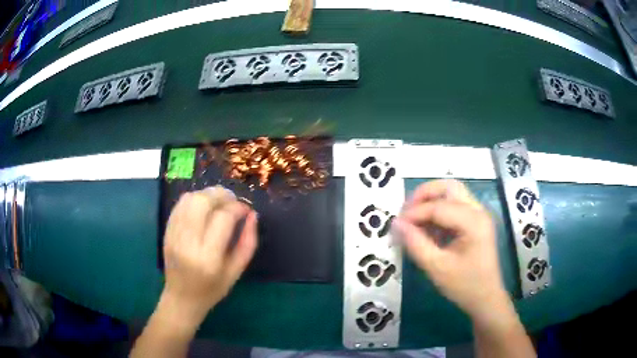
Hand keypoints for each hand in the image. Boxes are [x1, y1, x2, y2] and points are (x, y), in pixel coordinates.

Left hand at [161, 186, 257, 326]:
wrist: (181, 298)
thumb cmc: (212, 289)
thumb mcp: (236, 272)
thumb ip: (248, 242)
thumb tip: (252, 215)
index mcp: (209, 258)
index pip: (223, 218)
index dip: (238, 208)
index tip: (246, 210)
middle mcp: (188, 243)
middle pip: (202, 202)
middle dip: (221, 195)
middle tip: (232, 201)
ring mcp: (174, 235)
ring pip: (189, 199)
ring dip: (207, 195)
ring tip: (218, 202)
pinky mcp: (167, 231)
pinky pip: (179, 205)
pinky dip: (194, 199)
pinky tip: (203, 207)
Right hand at [393, 180, 508, 320]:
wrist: (486, 299)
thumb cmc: (464, 286)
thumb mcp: (437, 268)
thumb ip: (415, 244)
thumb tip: (396, 224)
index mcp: (473, 222)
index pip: (439, 207)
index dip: (414, 213)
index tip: (396, 225)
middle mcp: (478, 211)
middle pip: (449, 187)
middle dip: (424, 194)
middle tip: (406, 211)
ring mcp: (479, 215)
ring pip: (452, 193)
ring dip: (431, 201)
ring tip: (414, 219)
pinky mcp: (475, 222)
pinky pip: (454, 206)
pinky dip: (438, 211)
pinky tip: (427, 227)